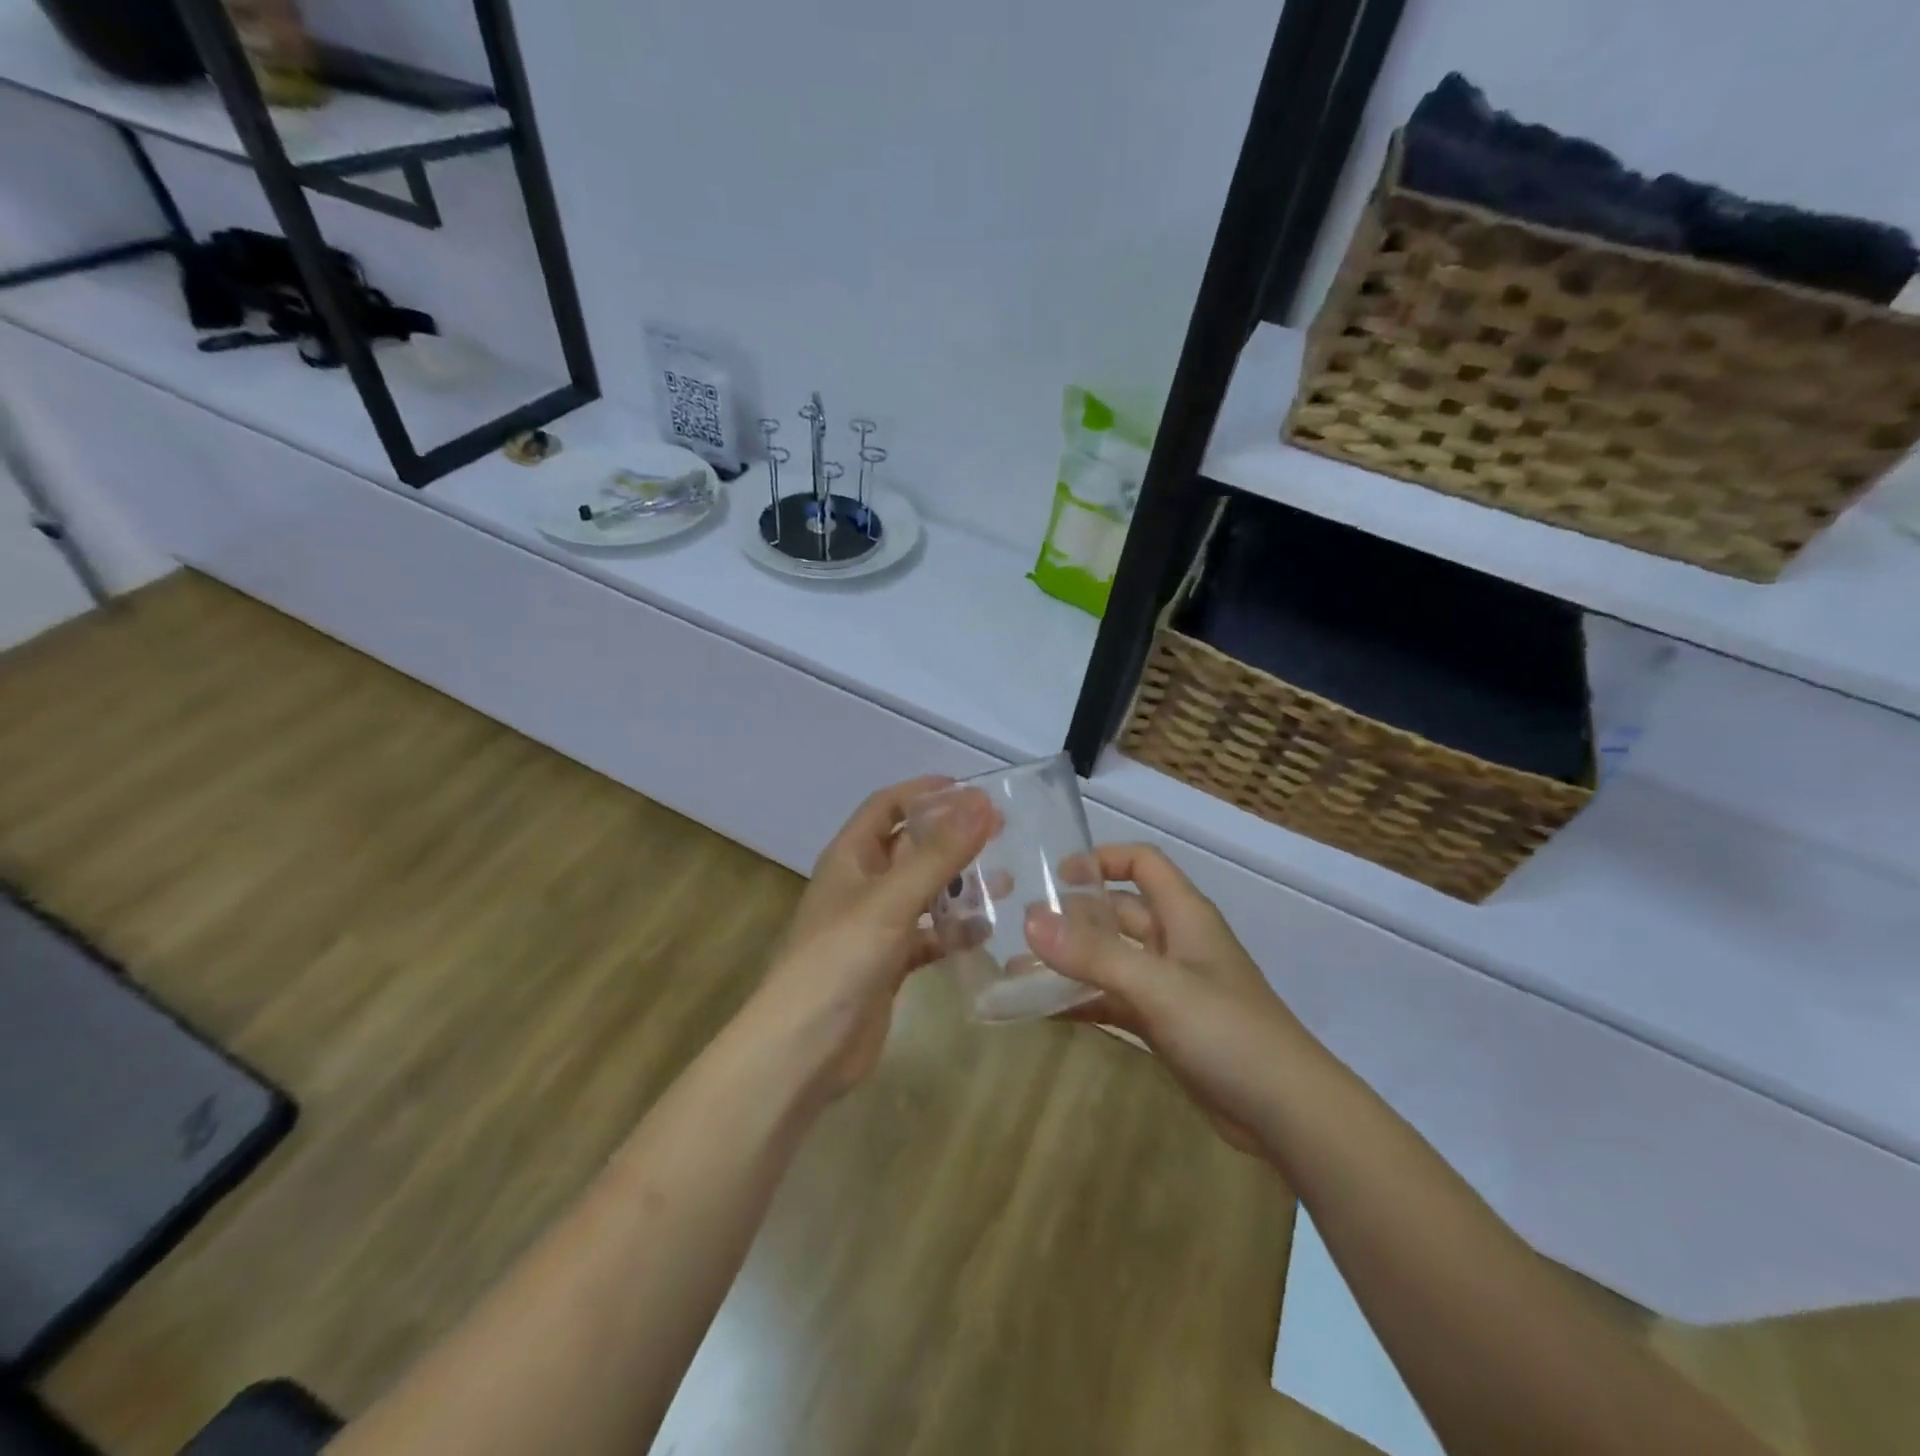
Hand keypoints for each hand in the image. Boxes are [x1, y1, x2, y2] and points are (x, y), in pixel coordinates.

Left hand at [744, 777, 993, 1099]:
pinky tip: (985, 933)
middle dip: (950, 836)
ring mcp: (874, 926)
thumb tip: (982, 804)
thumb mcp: (891, 899)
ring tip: (1004, 880)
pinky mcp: (888, 963)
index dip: (924, 792)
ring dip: (957, 883)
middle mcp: (861, 884)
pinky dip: (953, 931)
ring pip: (923, 891)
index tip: (971, 789)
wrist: (803, 1049)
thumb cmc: (840, 959)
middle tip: (1000, 831)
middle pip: (909, 846)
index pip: (886, 805)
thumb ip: (938, 853)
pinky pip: (927, 935)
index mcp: (850, 857)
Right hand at [1025, 844, 1295, 1154]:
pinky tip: (1045, 1011)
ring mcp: (1169, 986)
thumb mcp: (1159, 987)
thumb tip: (1029, 921)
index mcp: (1184, 915)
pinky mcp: (1164, 1025)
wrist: (1286, 1113)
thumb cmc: (1228, 1031)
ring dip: (1071, 963)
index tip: (1055, 876)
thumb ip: (1094, 954)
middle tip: (1021, 929)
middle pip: (1118, 912)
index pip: (1142, 863)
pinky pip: (1114, 999)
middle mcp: (1175, 942)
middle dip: (1073, 917)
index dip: (1102, 860)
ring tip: (1017, 971)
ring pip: (1111, 960)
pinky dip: (1083, 1000)